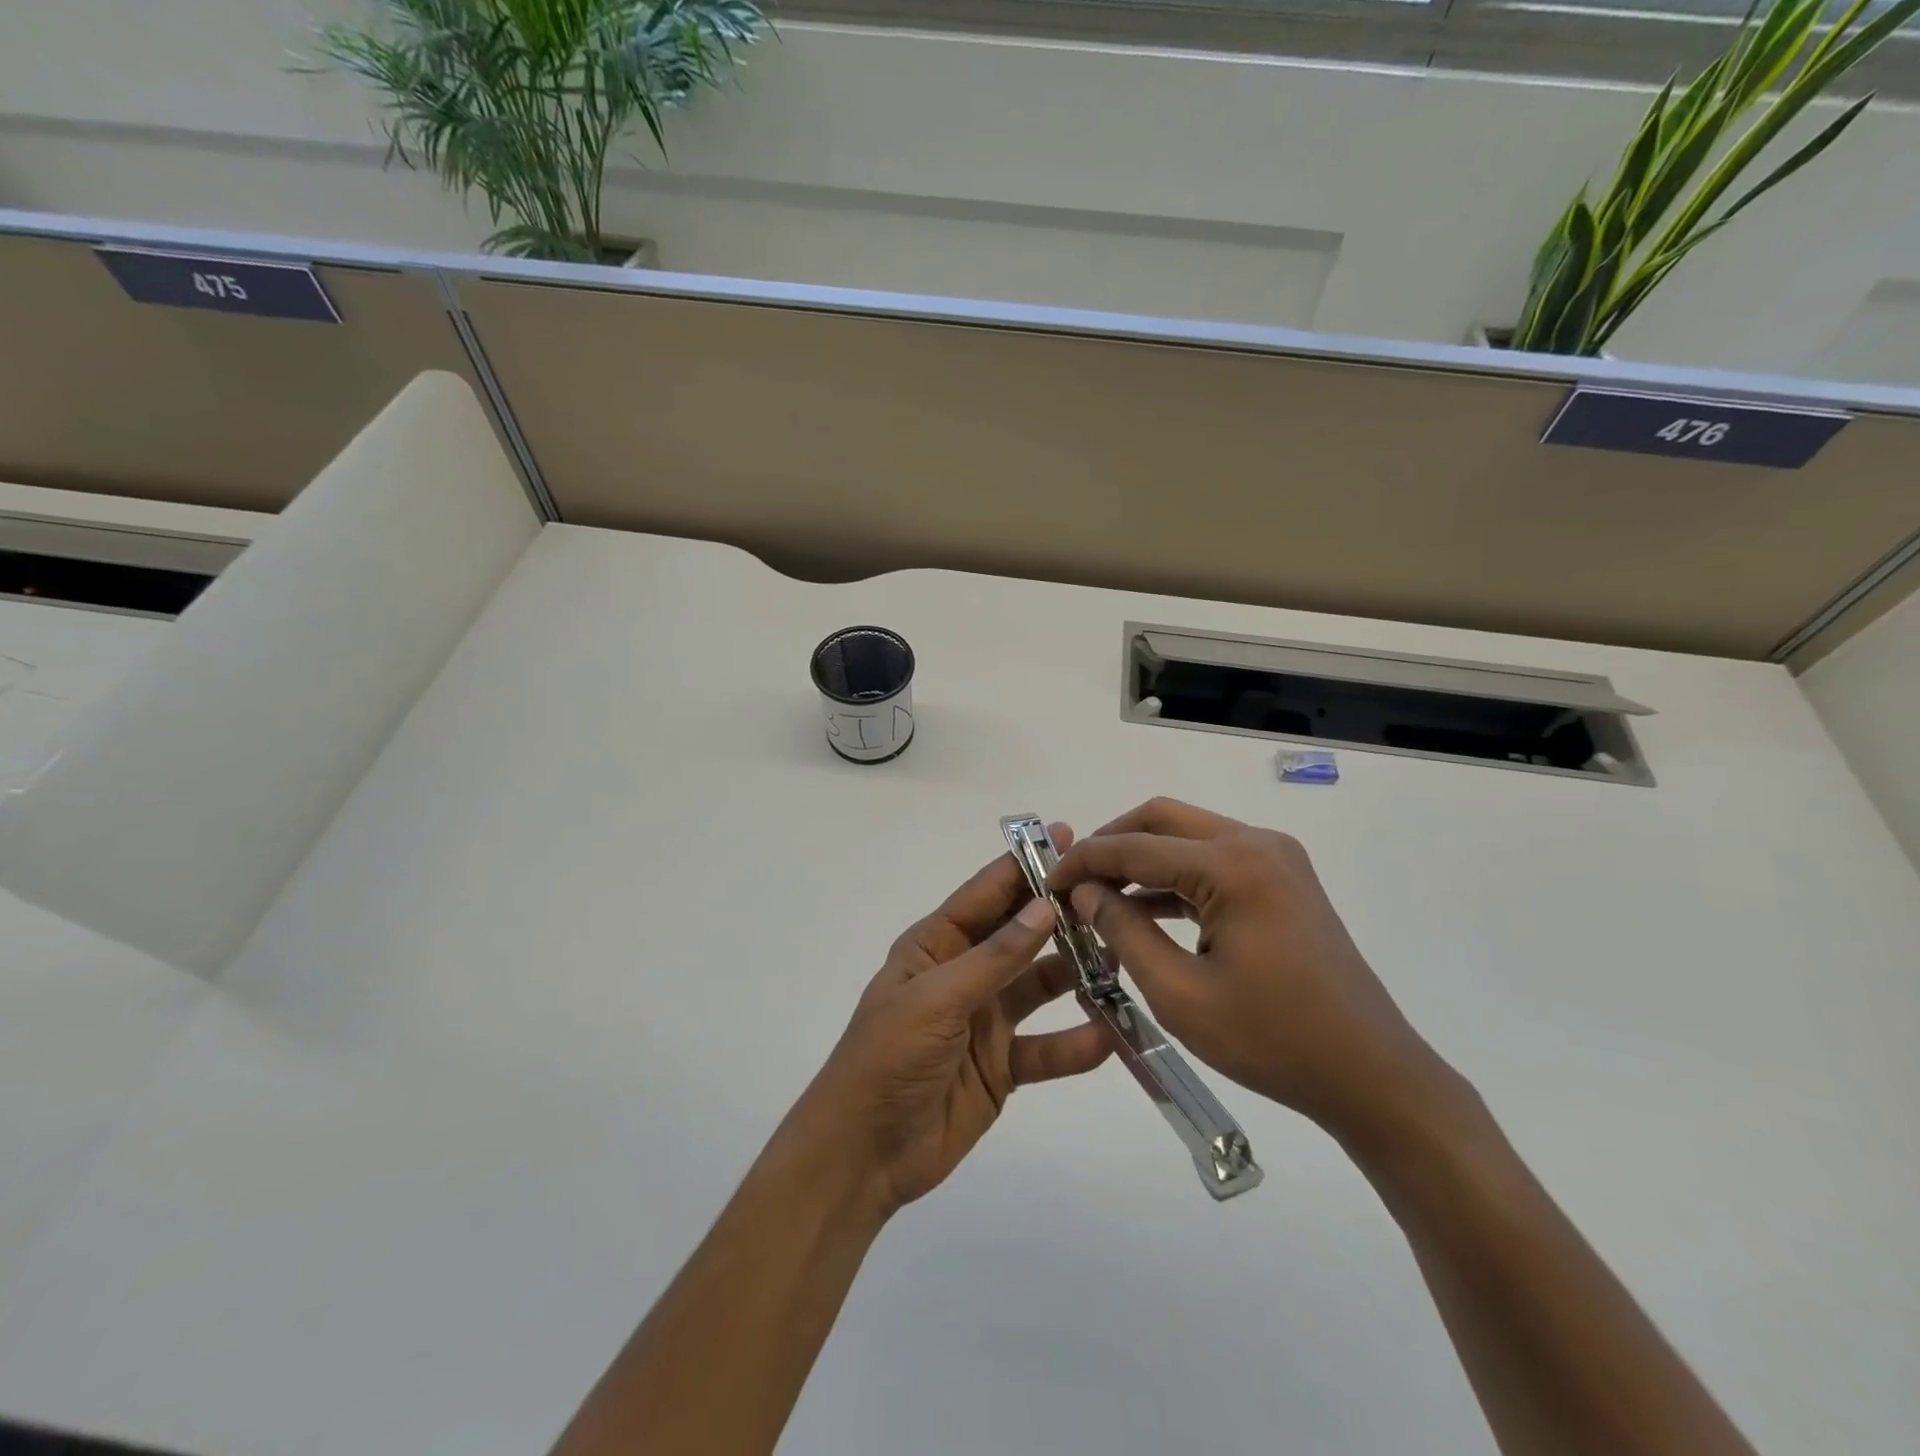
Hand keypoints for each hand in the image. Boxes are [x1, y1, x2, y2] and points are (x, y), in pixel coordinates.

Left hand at [787, 826, 1111, 1217]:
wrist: (864, 1153)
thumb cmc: (888, 1058)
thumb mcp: (937, 999)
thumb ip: (995, 957)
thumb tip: (1044, 906)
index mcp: (936, 946)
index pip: (985, 895)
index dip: (1023, 865)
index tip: (1067, 836)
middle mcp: (964, 974)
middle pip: (1018, 935)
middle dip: (1058, 915)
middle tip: (1110, 895)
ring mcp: (985, 1019)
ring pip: (1039, 986)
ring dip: (1075, 974)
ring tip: (1122, 958)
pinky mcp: (1002, 1065)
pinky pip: (1045, 1048)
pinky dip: (1074, 1044)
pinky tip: (1109, 1036)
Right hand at [1047, 798, 1450, 1142]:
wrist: (1370, 1074)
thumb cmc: (1272, 1039)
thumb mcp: (1179, 992)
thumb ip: (1124, 931)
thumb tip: (1084, 892)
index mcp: (1232, 864)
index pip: (1135, 846)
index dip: (1083, 862)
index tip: (1044, 882)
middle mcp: (1255, 843)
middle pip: (1162, 820)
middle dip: (1111, 844)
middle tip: (1072, 881)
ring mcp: (1274, 858)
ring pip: (1188, 837)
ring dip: (1142, 860)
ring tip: (1099, 898)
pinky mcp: (1282, 880)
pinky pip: (1213, 862)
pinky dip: (1174, 879)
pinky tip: (1143, 911)